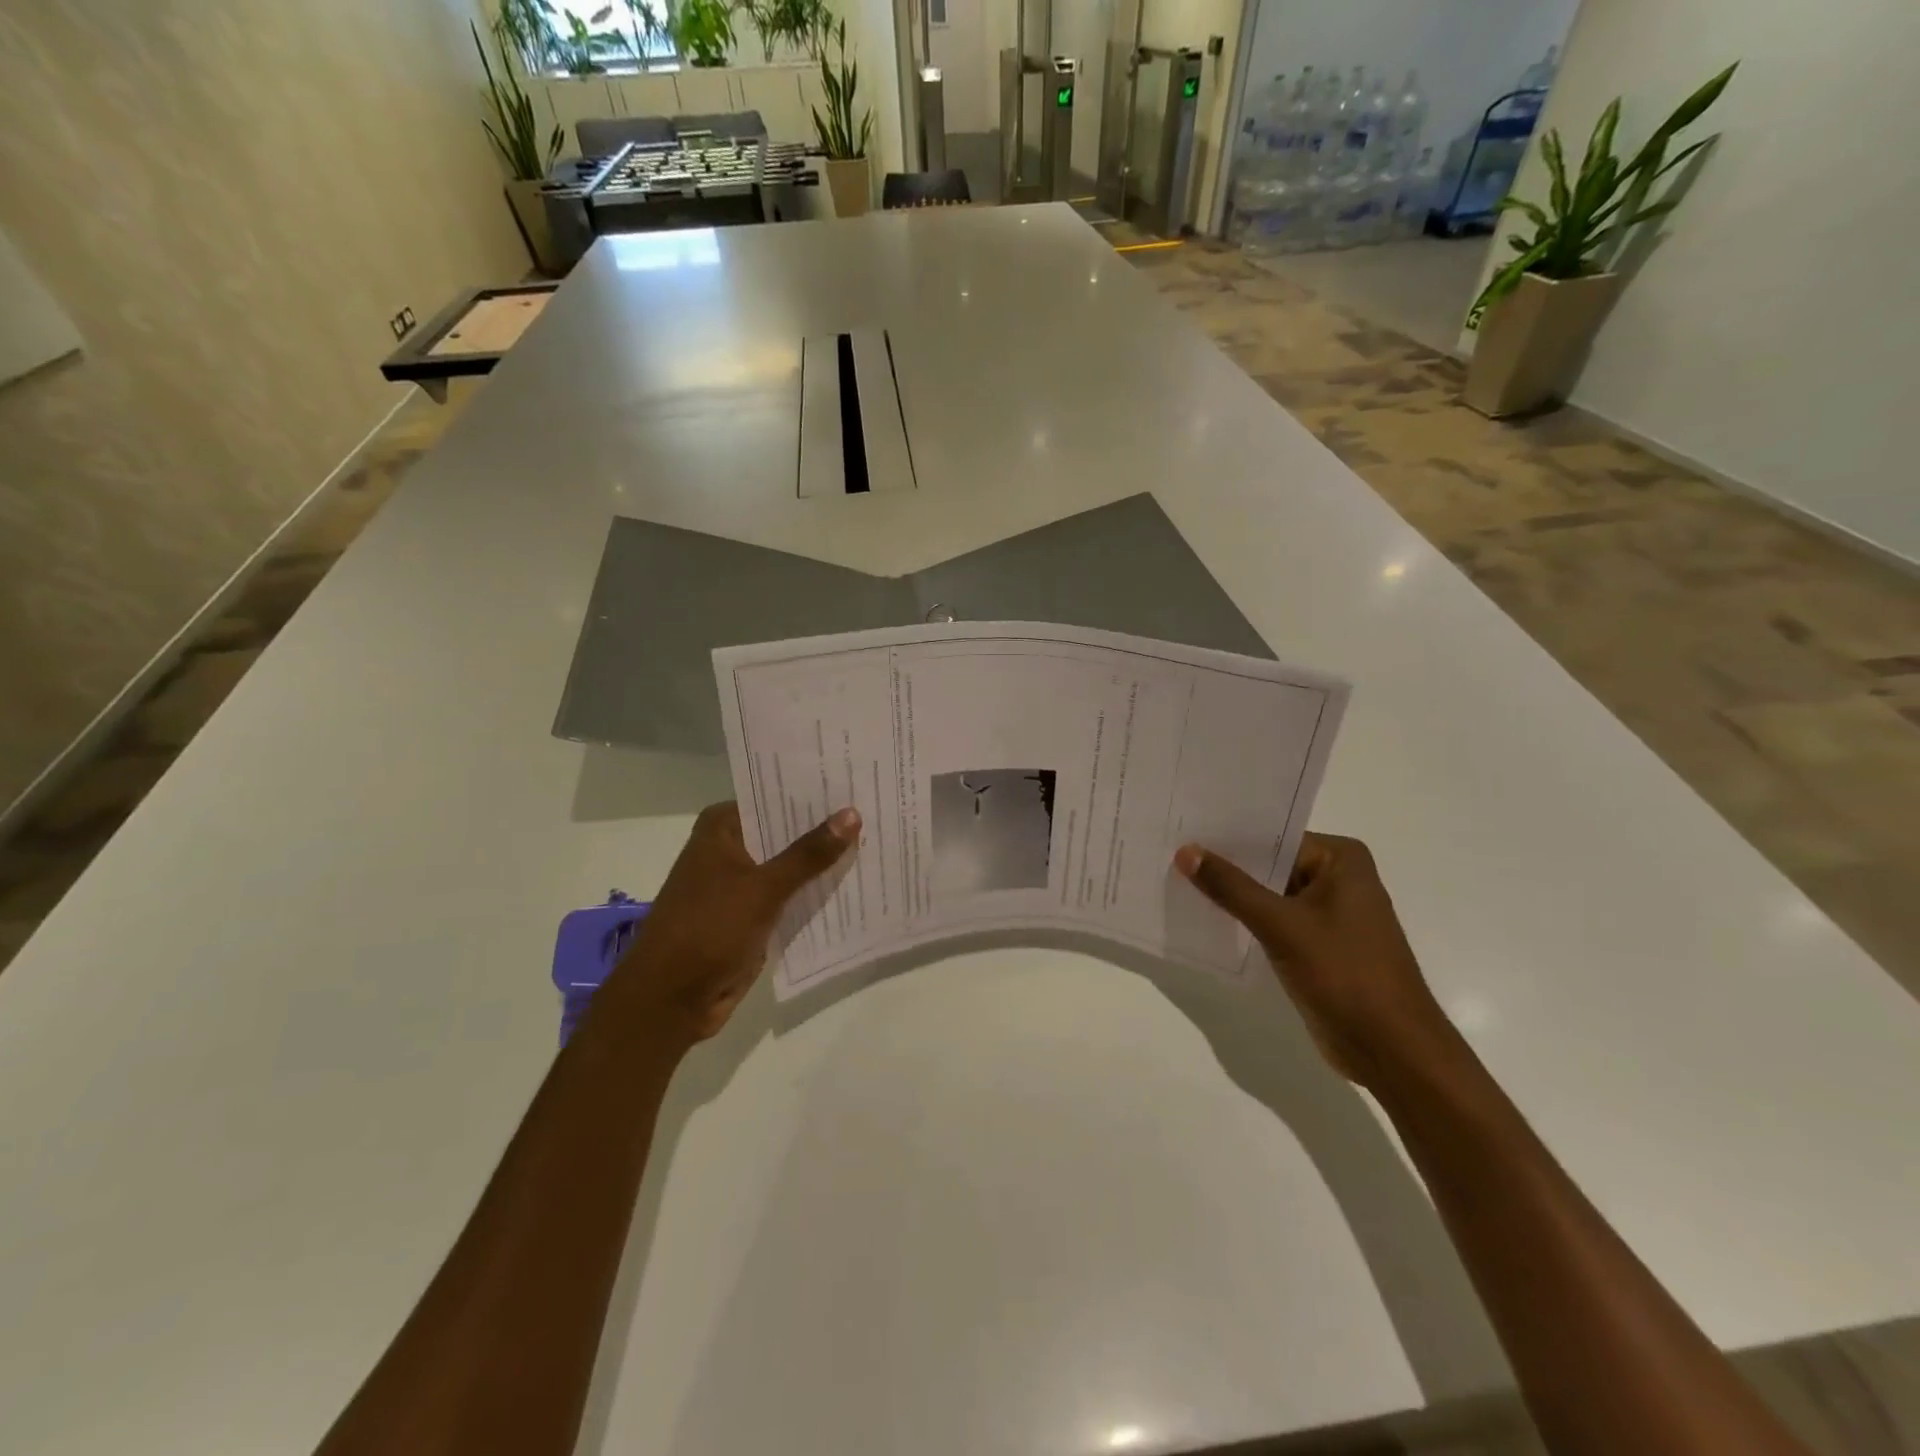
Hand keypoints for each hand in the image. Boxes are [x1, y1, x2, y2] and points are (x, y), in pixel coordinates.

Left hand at [609, 801, 859, 1047]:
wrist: (670, 1000)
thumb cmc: (708, 929)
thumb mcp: (763, 887)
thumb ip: (809, 853)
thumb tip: (852, 814)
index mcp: (722, 828)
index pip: (775, 797)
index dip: (815, 793)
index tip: (856, 783)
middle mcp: (730, 848)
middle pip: (786, 831)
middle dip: (826, 829)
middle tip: (876, 811)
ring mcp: (740, 884)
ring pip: (791, 866)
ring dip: (824, 864)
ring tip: (877, 843)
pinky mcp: (751, 915)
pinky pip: (790, 896)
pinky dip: (814, 893)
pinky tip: (855, 885)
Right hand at [1174, 833, 1458, 1088]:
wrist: (1392, 1050)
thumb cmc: (1345, 974)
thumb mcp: (1281, 925)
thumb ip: (1231, 887)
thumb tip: (1185, 851)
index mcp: (1341, 859)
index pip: (1273, 836)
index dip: (1227, 836)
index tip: (1183, 831)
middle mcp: (1337, 878)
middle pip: (1269, 863)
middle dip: (1225, 866)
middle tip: (1170, 855)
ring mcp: (1328, 914)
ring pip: (1268, 894)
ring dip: (1232, 895)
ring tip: (1177, 882)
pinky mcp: (1318, 945)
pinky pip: (1273, 921)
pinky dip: (1245, 921)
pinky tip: (1205, 919)